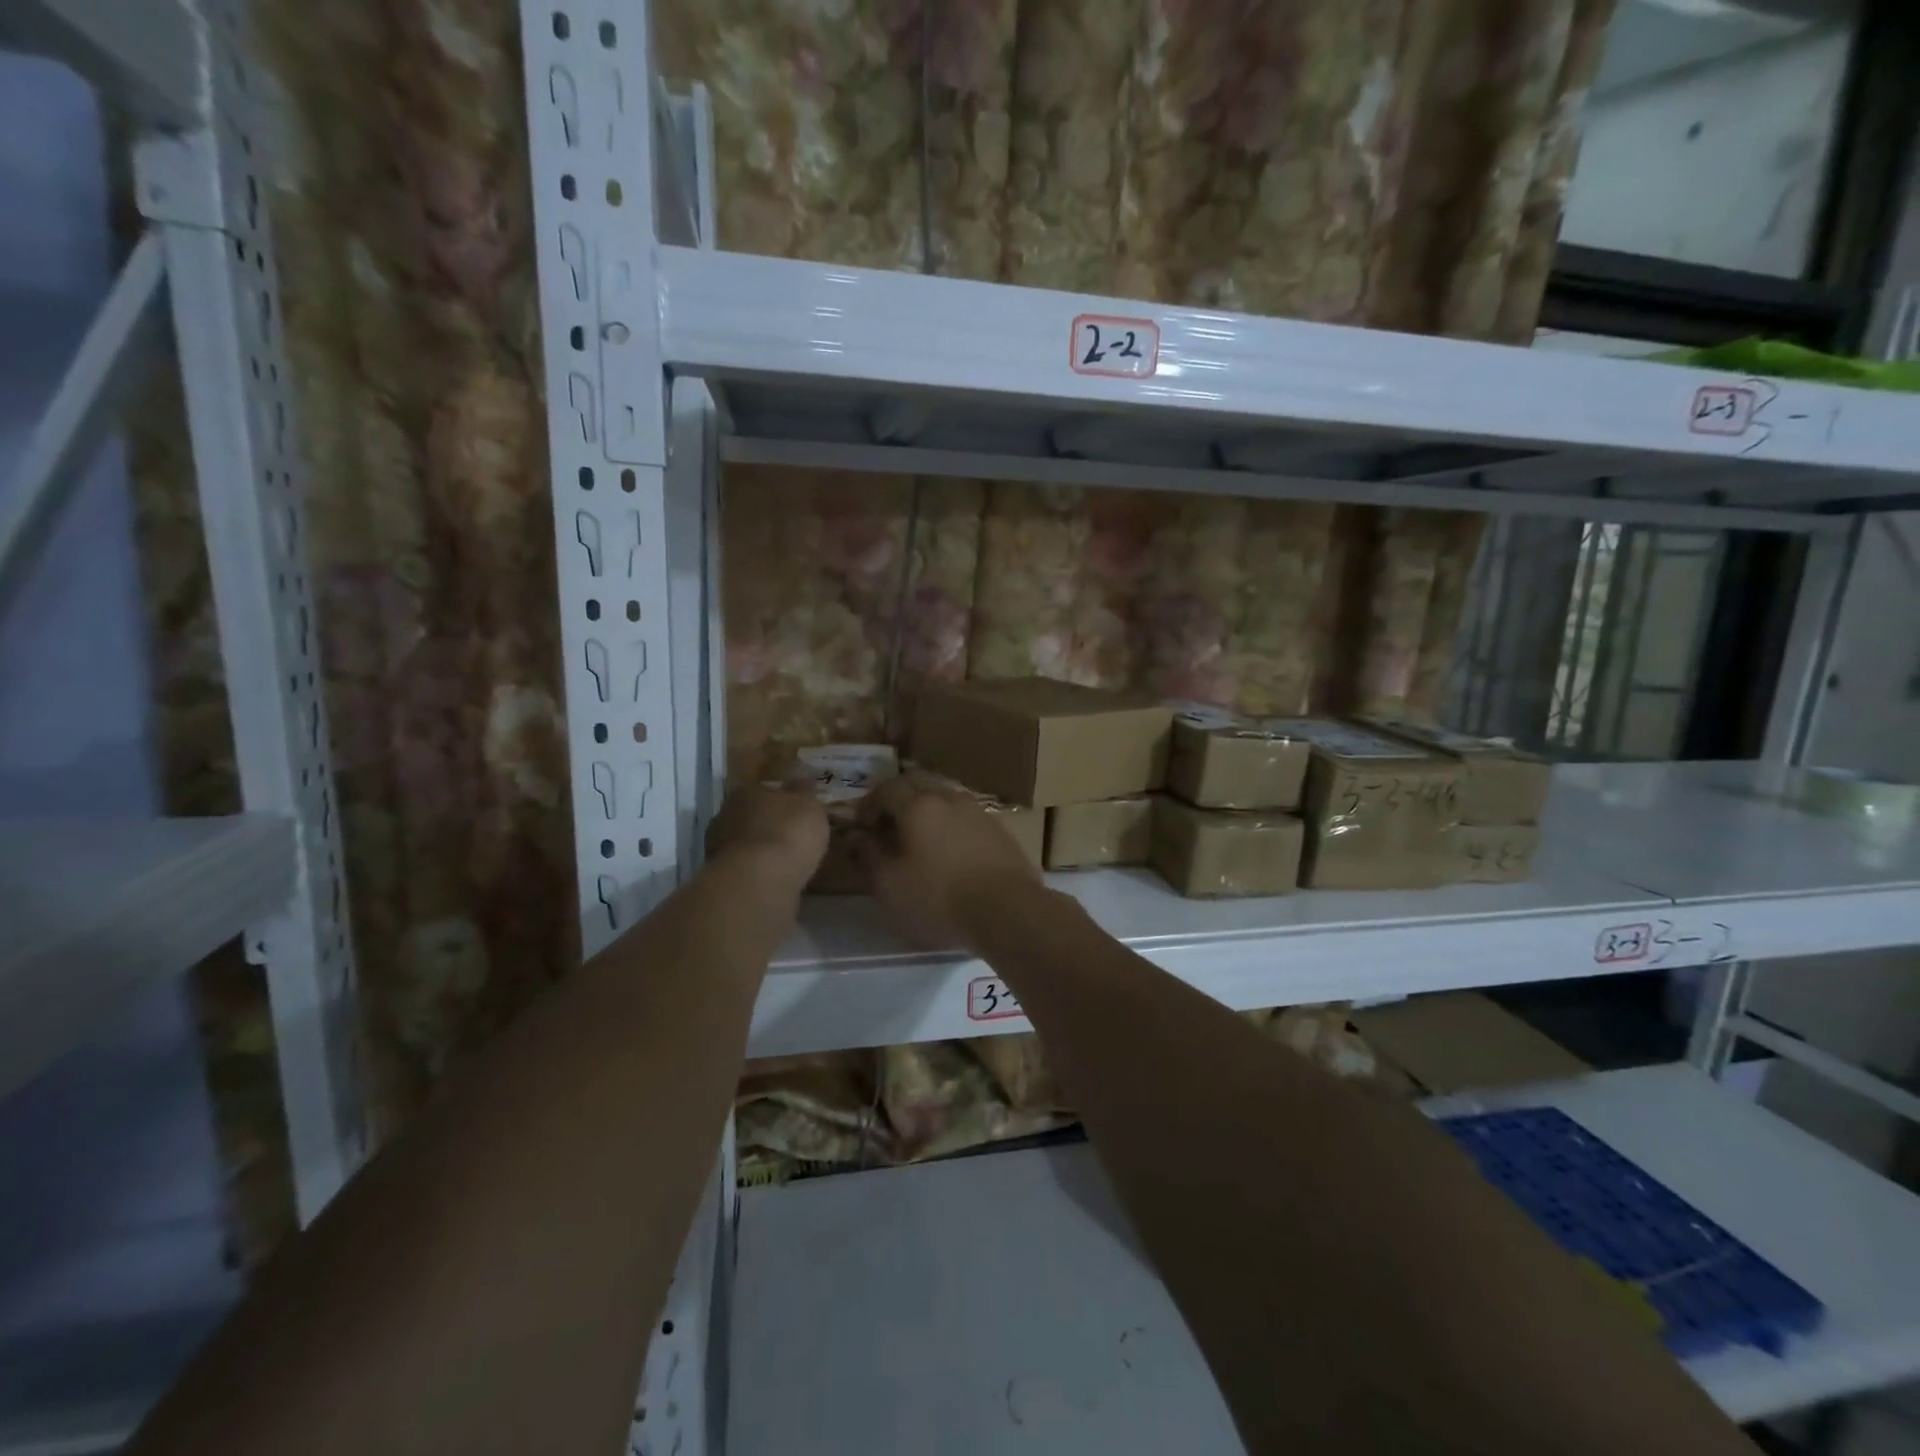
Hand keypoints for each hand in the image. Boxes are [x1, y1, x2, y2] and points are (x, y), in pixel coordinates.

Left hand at [705, 785, 828, 897]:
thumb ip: (805, 793)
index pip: (764, 790)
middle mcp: (725, 815)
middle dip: (769, 825)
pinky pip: (745, 868)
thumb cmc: (788, 832)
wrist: (759, 880)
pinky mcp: (721, 877)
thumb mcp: (809, 805)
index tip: (797, 811)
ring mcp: (718, 848)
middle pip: (751, 817)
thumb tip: (802, 782)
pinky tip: (775, 878)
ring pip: (745, 844)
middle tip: (792, 837)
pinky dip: (758, 871)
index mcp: (746, 792)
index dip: (782, 800)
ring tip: (785, 861)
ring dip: (761, 850)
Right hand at [854, 772, 1041, 947]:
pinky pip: (966, 815)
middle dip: (898, 797)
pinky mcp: (999, 829)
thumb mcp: (890, 885)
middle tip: (889, 824)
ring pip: (944, 796)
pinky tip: (951, 850)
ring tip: (920, 838)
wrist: (1008, 909)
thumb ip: (868, 855)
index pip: (886, 788)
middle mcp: (948, 798)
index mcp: (918, 806)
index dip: (869, 804)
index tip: (862, 826)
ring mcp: (978, 811)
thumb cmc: (939, 898)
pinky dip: (950, 823)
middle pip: (917, 782)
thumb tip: (856, 836)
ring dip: (927, 809)